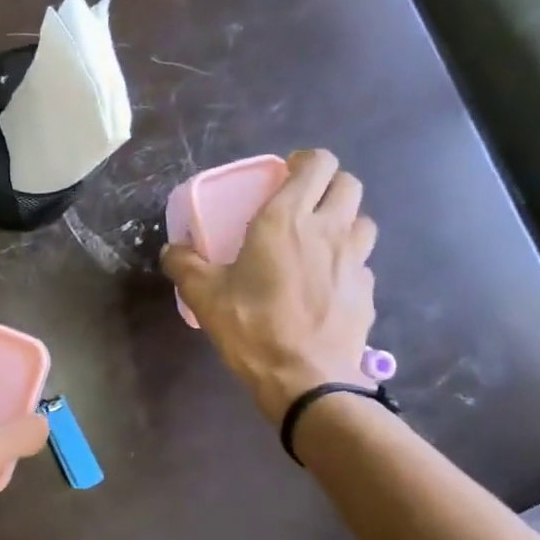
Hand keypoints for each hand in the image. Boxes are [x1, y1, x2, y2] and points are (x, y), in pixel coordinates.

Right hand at [161, 149, 377, 423]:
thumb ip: (184, 264)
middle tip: (302, 205)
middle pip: (348, 184)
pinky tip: (325, 286)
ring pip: (362, 220)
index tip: (285, 174)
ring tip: (318, 242)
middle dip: (327, 185)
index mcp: (286, 220)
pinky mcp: (367, 291)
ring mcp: (355, 260)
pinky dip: (346, 263)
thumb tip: (172, 249)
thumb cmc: (251, 327)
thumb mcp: (203, 295)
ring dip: (343, 221)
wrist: (306, 379)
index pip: (316, 163)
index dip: (304, 161)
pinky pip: (362, 263)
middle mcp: (328, 230)